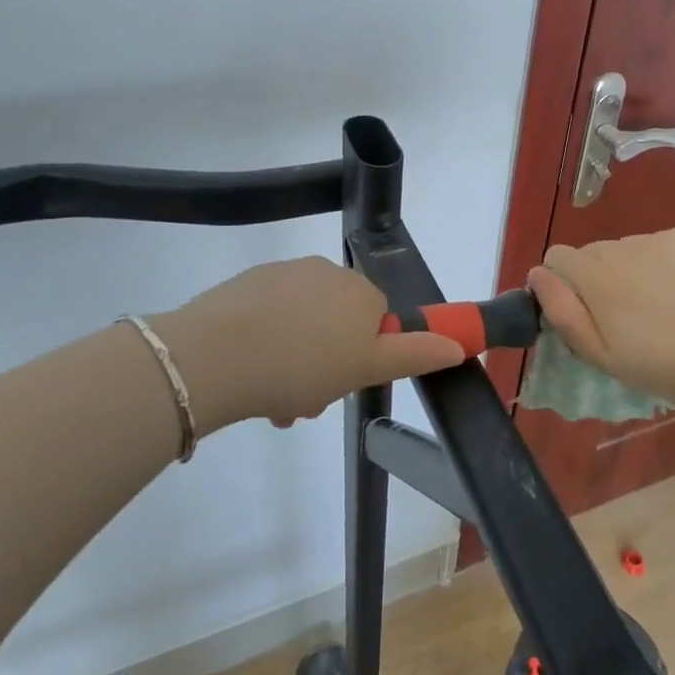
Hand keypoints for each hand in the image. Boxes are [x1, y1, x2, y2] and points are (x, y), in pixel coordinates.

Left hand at [149, 257, 464, 432]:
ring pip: (302, 324)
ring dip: (295, 362)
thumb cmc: (302, 365)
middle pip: (338, 323)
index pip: (377, 322)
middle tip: (305, 402)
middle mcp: (326, 272)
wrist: (215, 355)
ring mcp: (283, 274)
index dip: (363, 357)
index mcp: (360, 291)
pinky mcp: (246, 284)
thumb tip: (459, 345)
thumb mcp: (366, 368)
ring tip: (273, 401)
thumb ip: (415, 354)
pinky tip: (249, 375)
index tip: (342, 386)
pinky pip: (269, 317)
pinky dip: (267, 344)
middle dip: (327, 364)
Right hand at [526, 228, 674, 409]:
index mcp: (595, 275)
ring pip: (628, 247)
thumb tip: (537, 273)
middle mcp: (622, 247)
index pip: (558, 256)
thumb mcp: (596, 352)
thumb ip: (560, 310)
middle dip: (599, 275)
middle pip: (594, 252)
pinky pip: (661, 242)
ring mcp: (659, 238)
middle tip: (624, 312)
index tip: (585, 308)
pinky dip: (664, 259)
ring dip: (632, 267)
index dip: (565, 282)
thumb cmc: (652, 364)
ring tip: (657, 302)